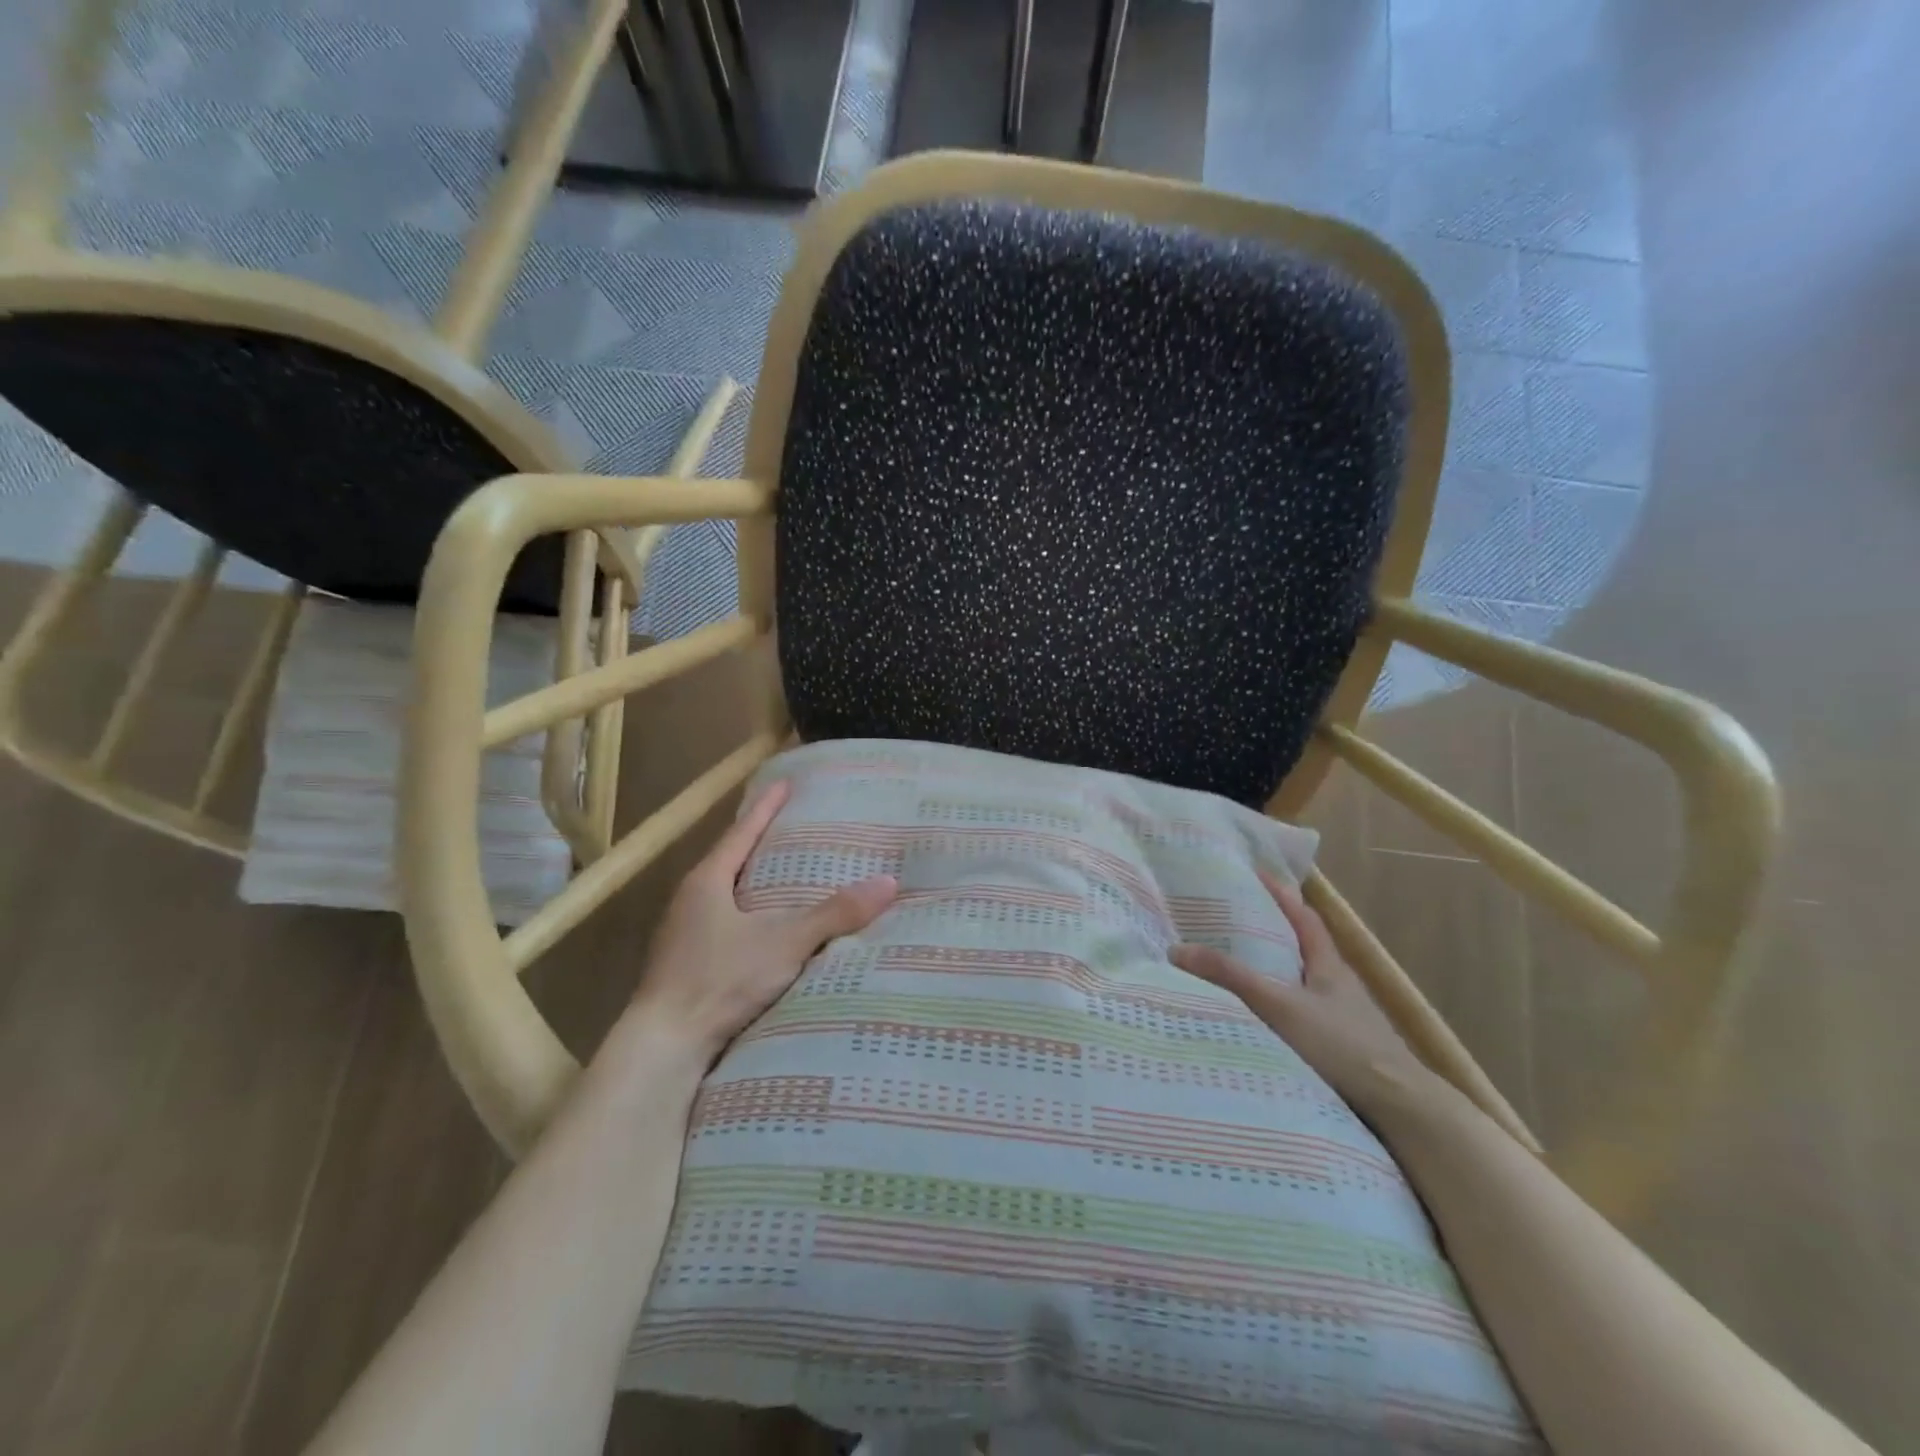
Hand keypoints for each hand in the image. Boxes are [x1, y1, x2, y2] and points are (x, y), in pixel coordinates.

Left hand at [630, 780, 896, 1064]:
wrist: (663, 1046)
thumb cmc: (719, 980)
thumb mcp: (784, 943)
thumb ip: (835, 914)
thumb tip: (888, 883)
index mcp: (707, 881)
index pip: (742, 832)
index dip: (765, 807)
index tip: (784, 784)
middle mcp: (689, 900)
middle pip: (729, 859)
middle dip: (758, 842)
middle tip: (790, 827)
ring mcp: (682, 933)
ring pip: (724, 893)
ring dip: (751, 881)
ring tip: (783, 875)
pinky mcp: (684, 964)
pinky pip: (721, 922)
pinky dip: (746, 914)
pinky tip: (763, 928)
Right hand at [1170, 870, 1437, 1116]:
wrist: (1399, 1108)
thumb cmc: (1341, 1044)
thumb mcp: (1279, 1005)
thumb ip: (1231, 978)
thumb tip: (1177, 950)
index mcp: (1329, 965)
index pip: (1305, 918)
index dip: (1282, 895)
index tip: (1258, 874)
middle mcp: (1337, 986)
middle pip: (1303, 949)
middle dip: (1272, 932)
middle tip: (1234, 920)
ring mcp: (1342, 1019)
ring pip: (1301, 984)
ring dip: (1274, 973)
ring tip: (1237, 968)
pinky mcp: (1340, 1049)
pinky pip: (1301, 1015)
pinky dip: (1278, 1008)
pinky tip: (1259, 1020)